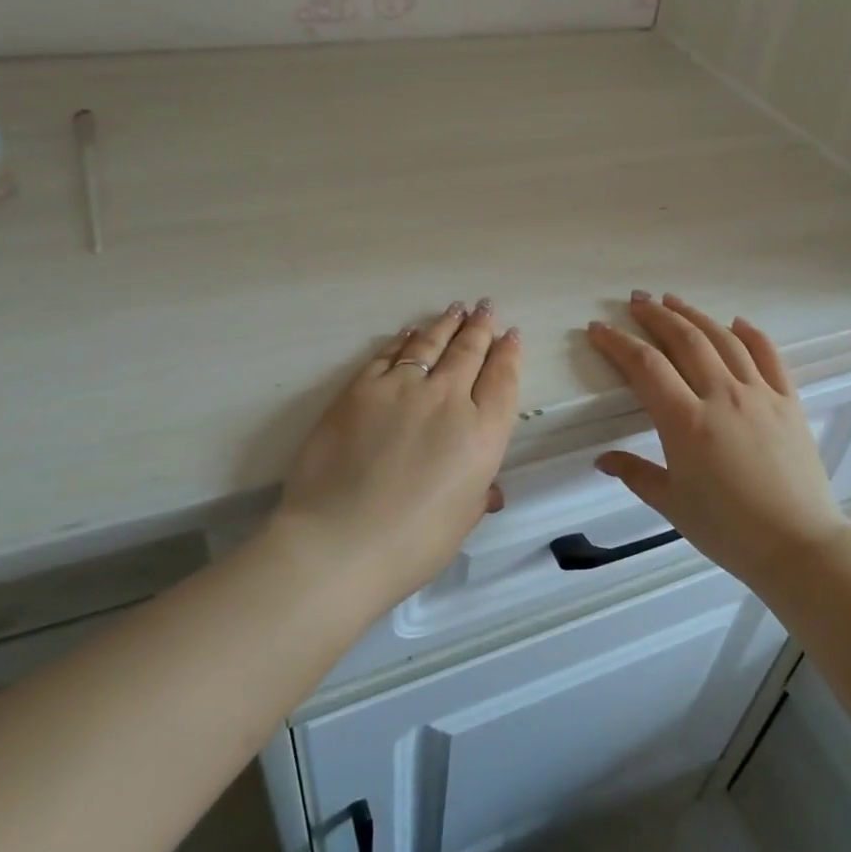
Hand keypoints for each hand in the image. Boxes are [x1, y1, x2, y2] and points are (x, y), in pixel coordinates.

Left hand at [270, 300, 521, 609]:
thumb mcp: (461, 521)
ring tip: (455, 309)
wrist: (339, 542)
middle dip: (480, 327)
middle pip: (469, 352)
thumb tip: (489, 490)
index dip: (509, 353)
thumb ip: (478, 494)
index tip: (511, 334)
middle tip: (485, 307)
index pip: (503, 380)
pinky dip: (403, 341)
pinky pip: (387, 355)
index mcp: (482, 433)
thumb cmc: (411, 544)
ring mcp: (402, 388)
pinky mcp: (360, 389)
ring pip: (430, 344)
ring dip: (445, 324)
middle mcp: (449, 399)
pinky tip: (409, 333)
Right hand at [586, 293, 848, 591]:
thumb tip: (602, 459)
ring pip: (723, 340)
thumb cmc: (728, 530)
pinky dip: (751, 334)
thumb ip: (635, 474)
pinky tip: (737, 322)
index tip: (598, 328)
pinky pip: (770, 356)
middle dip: (656, 316)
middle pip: (684, 340)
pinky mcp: (789, 402)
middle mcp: (722, 396)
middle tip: (636, 300)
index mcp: (686, 421)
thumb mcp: (672, 504)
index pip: (645, 366)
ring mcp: (760, 394)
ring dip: (695, 315)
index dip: (617, 343)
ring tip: (673, 300)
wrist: (798, 546)